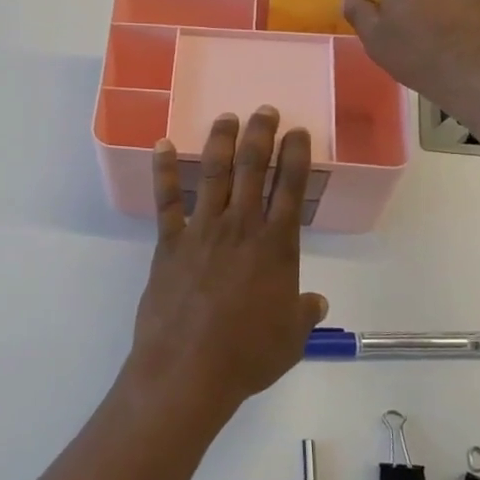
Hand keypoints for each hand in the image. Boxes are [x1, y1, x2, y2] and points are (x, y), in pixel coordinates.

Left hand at [122, 109, 328, 428]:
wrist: (189, 369)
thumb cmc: (247, 356)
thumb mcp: (290, 338)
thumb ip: (303, 313)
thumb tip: (315, 301)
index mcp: (276, 248)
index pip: (290, 190)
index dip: (295, 156)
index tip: (297, 132)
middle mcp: (241, 229)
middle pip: (253, 170)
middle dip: (261, 135)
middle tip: (264, 110)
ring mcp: (202, 232)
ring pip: (214, 176)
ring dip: (221, 142)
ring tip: (227, 117)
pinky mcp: (169, 244)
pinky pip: (167, 202)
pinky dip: (165, 171)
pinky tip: (163, 145)